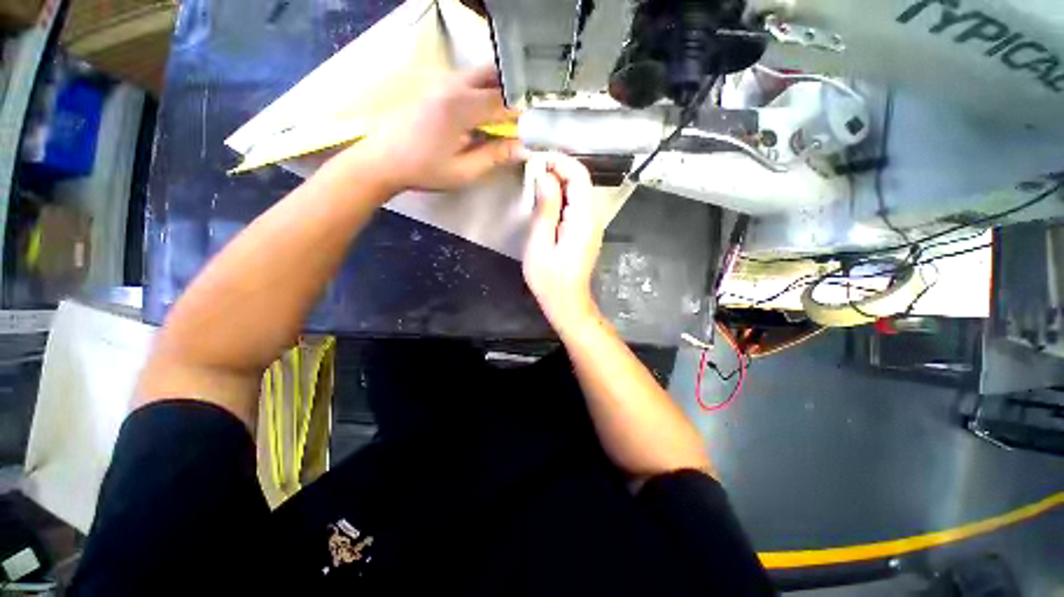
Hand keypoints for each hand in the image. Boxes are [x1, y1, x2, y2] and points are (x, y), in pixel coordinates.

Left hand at [357, 65, 525, 192]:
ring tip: (506, 117)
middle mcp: (453, 86)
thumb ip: (495, 156)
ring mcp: (441, 83)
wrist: (383, 160)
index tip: (536, 123)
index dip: (523, 112)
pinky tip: (483, 114)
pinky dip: (482, 92)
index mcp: (461, 107)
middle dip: (512, 93)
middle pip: (493, 76)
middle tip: (522, 116)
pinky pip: (466, 82)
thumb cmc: (424, 169)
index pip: (504, 100)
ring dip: (497, 90)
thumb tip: (524, 148)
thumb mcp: (464, 171)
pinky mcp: (435, 88)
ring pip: (479, 75)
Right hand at [523, 153, 604, 335]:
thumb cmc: (550, 278)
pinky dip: (563, 195)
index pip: (578, 176)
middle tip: (533, 168)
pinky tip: (547, 199)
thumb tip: (545, 176)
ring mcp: (593, 225)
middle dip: (559, 168)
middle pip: (581, 181)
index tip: (537, 158)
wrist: (567, 302)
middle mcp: (593, 217)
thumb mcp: (540, 243)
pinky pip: (578, 205)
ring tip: (537, 180)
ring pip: (580, 191)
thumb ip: (545, 208)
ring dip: (560, 181)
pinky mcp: (587, 231)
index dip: (559, 161)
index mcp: (583, 218)